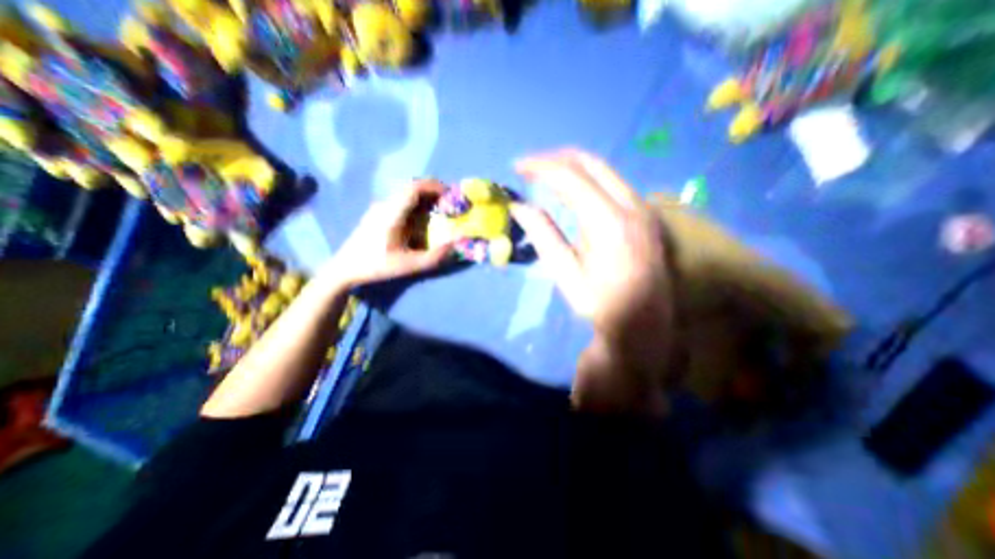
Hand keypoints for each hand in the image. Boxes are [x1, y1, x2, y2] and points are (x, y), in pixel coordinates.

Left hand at [321, 181, 452, 289]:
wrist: (344, 268)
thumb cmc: (375, 266)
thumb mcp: (407, 266)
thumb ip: (433, 257)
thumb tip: (455, 245)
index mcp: (391, 213)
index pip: (414, 188)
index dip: (434, 187)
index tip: (450, 194)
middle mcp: (385, 205)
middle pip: (412, 188)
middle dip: (433, 192)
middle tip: (449, 204)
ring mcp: (380, 208)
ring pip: (406, 195)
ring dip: (425, 199)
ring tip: (439, 211)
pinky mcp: (378, 214)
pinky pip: (401, 202)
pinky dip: (416, 205)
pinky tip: (421, 220)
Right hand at [513, 151, 676, 412]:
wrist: (645, 324)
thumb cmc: (601, 305)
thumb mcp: (566, 274)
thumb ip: (544, 235)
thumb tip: (521, 207)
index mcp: (609, 222)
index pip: (570, 176)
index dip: (540, 167)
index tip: (517, 168)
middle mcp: (632, 205)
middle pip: (590, 162)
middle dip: (556, 159)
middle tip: (530, 169)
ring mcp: (643, 208)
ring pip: (604, 170)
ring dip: (572, 169)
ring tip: (545, 178)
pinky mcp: (645, 214)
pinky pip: (612, 184)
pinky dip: (587, 180)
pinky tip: (572, 193)